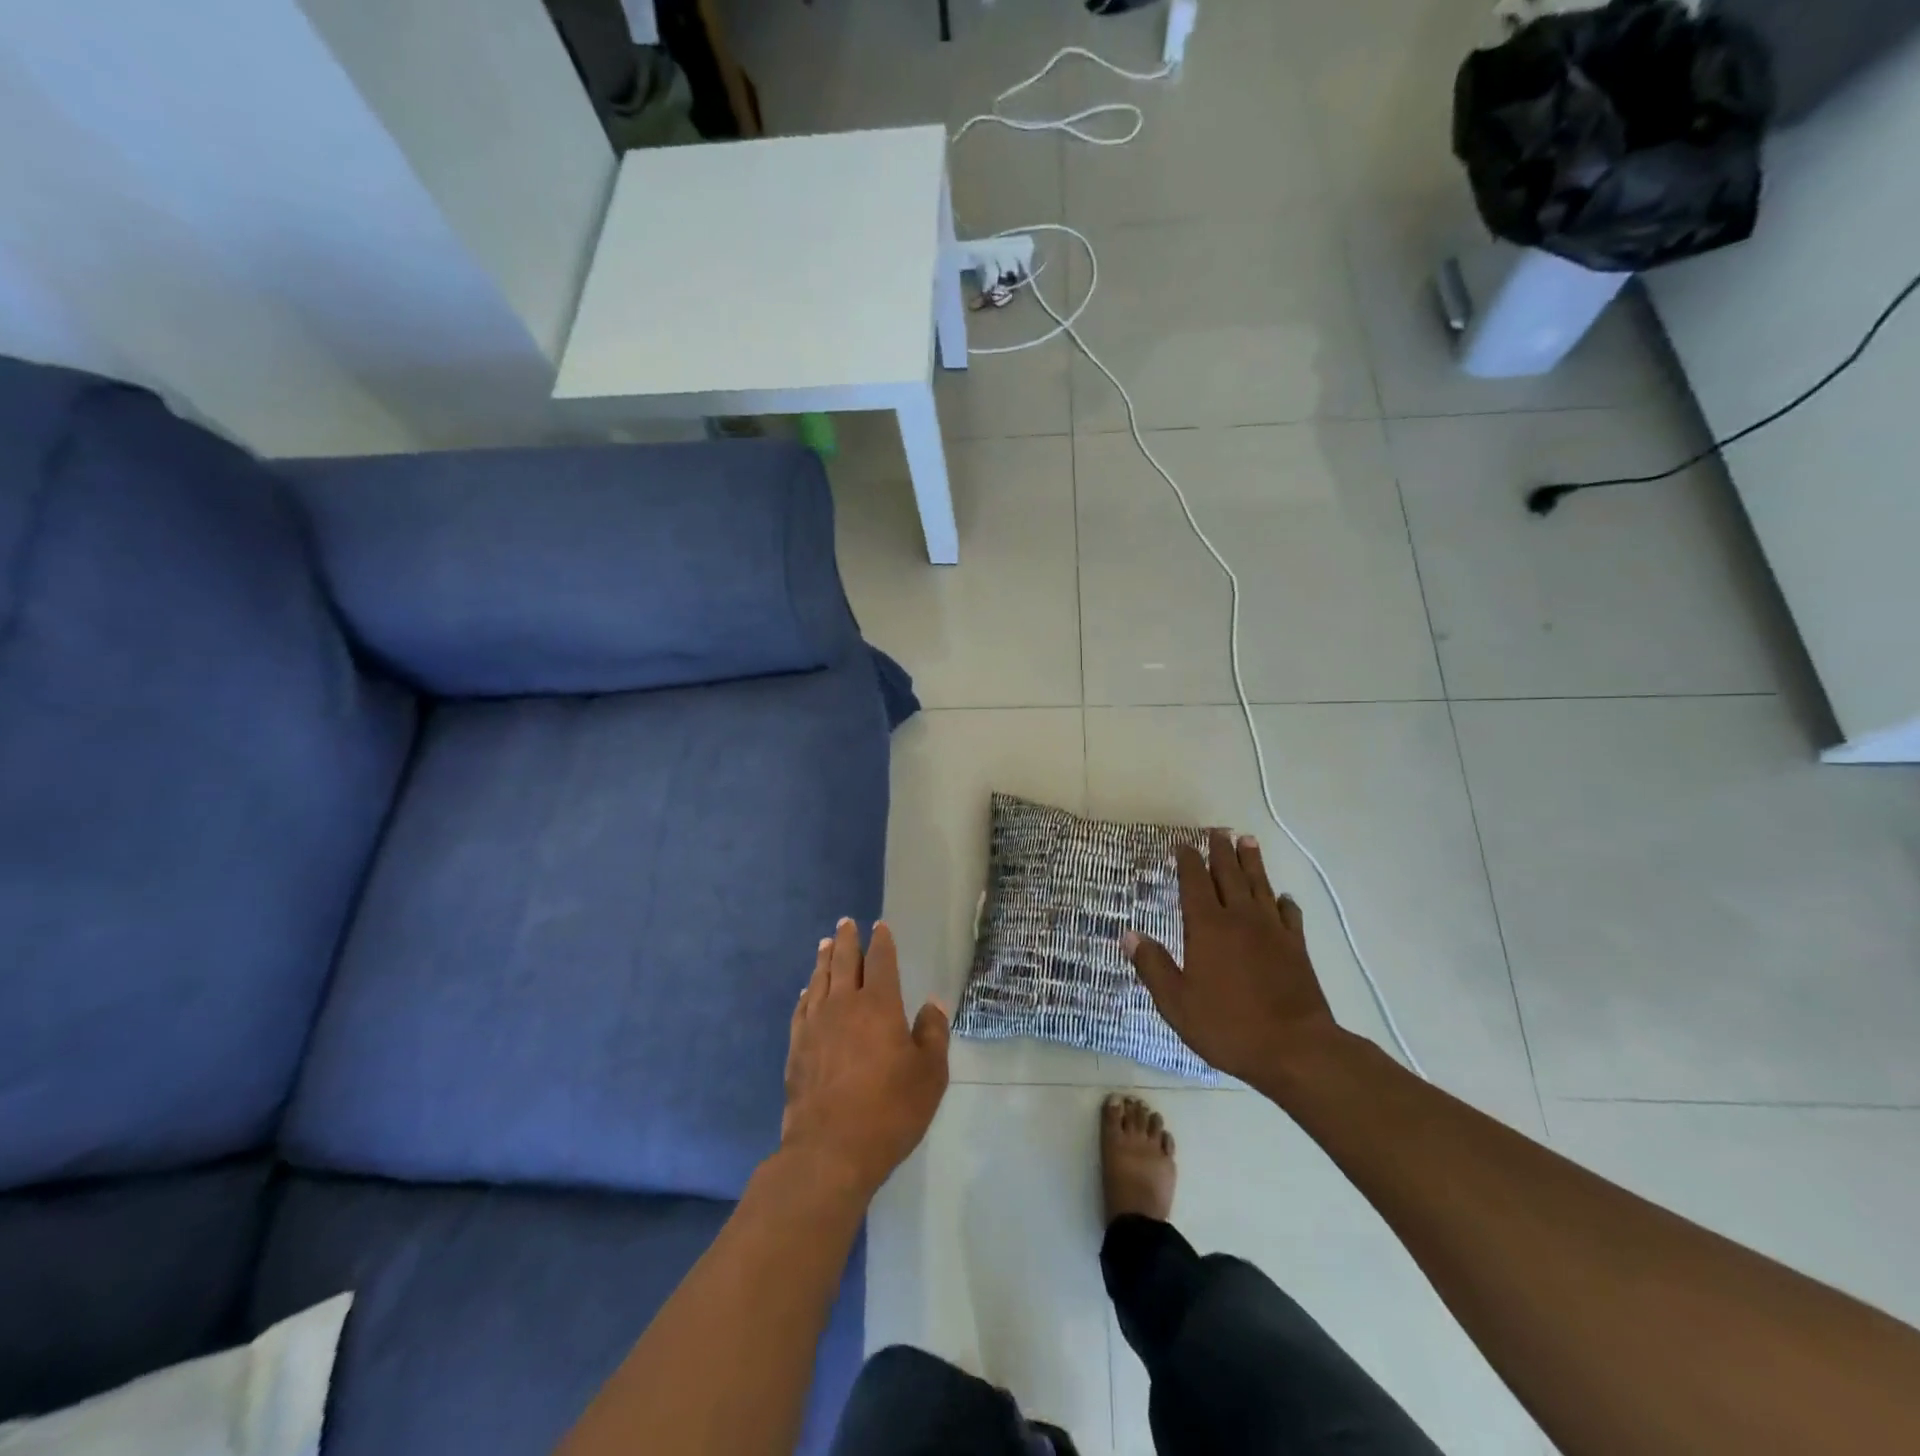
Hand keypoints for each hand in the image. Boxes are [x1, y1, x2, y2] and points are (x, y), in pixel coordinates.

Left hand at [781, 919, 950, 1197]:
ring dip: (824, 959)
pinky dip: (807, 993)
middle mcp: (844, 1005)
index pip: (880, 961)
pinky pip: (802, 1008)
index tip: (879, 927)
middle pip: (844, 962)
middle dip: (846, 940)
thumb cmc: (890, 1110)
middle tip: (845, 923)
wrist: (830, 1150)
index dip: (881, 942)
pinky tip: (807, 991)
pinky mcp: (797, 1048)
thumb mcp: (930, 1075)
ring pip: (820, 980)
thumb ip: (933, 1034)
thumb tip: (933, 1003)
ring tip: (825, 944)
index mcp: (879, 1005)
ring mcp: (816, 1025)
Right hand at [1126, 830, 1341, 1088]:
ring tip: (1247, 841)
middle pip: (1229, 875)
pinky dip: (1284, 901)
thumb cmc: (1228, 1026)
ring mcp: (1273, 931)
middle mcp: (1240, 919)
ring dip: (1252, 862)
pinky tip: (1282, 897)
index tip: (1182, 844)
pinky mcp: (1297, 948)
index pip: (1194, 883)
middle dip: (1220, 851)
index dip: (1187, 861)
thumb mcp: (1176, 1003)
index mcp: (1208, 928)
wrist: (1296, 1049)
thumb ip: (1153, 966)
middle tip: (1217, 831)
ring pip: (1260, 886)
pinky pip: (1290, 914)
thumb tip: (1128, 934)